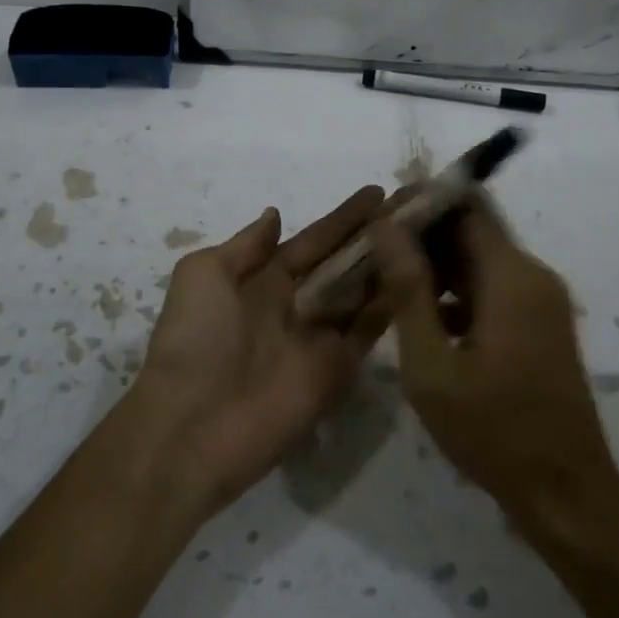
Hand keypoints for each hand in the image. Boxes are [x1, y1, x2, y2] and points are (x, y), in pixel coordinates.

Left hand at [132, 187, 390, 513]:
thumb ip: (244, 246)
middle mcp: (295, 304)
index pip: (312, 241)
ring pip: (362, 293)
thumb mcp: (202, 275)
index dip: (343, 218)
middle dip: (374, 237)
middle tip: (414, 208)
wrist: (193, 425)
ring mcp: (319, 338)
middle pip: (343, 264)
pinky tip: (417, 276)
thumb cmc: (194, 339)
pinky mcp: (337, 370)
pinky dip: (392, 306)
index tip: (378, 192)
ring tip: (425, 235)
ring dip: (389, 265)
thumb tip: (274, 215)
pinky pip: (369, 332)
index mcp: (262, 280)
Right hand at [371, 205, 618, 525]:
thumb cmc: (492, 430)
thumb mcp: (432, 364)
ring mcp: (541, 301)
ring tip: (386, 281)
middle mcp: (533, 276)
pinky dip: (456, 292)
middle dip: (422, 235)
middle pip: (472, 231)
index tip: (379, 217)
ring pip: (480, 260)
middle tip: (373, 252)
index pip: (465, 207)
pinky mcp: (539, 324)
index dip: (421, 203)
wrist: (565, 493)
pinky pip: (492, 288)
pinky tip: (420, 317)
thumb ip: (407, 290)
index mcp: (511, 276)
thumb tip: (386, 226)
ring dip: (436, 265)